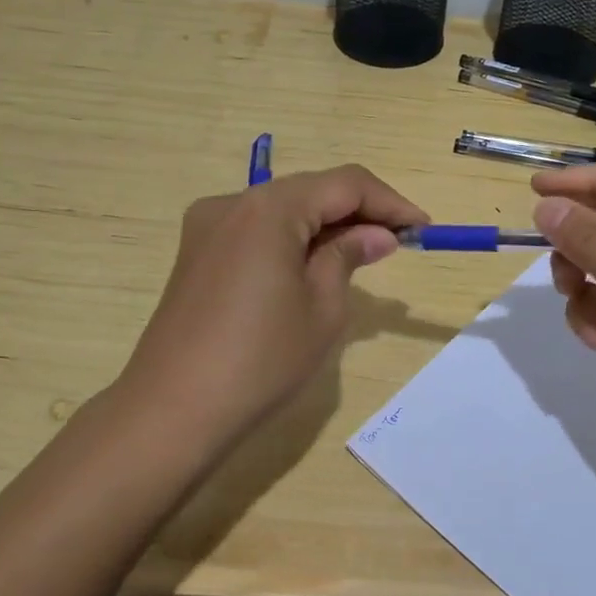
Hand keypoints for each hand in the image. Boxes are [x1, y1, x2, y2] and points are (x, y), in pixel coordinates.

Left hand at [116, 164, 428, 448]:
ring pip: (283, 208)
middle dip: (358, 212)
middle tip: (398, 244)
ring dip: (326, 225)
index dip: (390, 203)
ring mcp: (208, 226)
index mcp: (269, 208)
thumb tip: (376, 235)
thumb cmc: (260, 360)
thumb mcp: (322, 308)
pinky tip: (312, 266)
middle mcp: (234, 202)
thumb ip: (349, 256)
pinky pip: (257, 229)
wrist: (172, 411)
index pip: (345, 184)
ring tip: (361, 256)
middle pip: (311, 190)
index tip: (423, 229)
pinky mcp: (197, 252)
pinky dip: (292, 239)